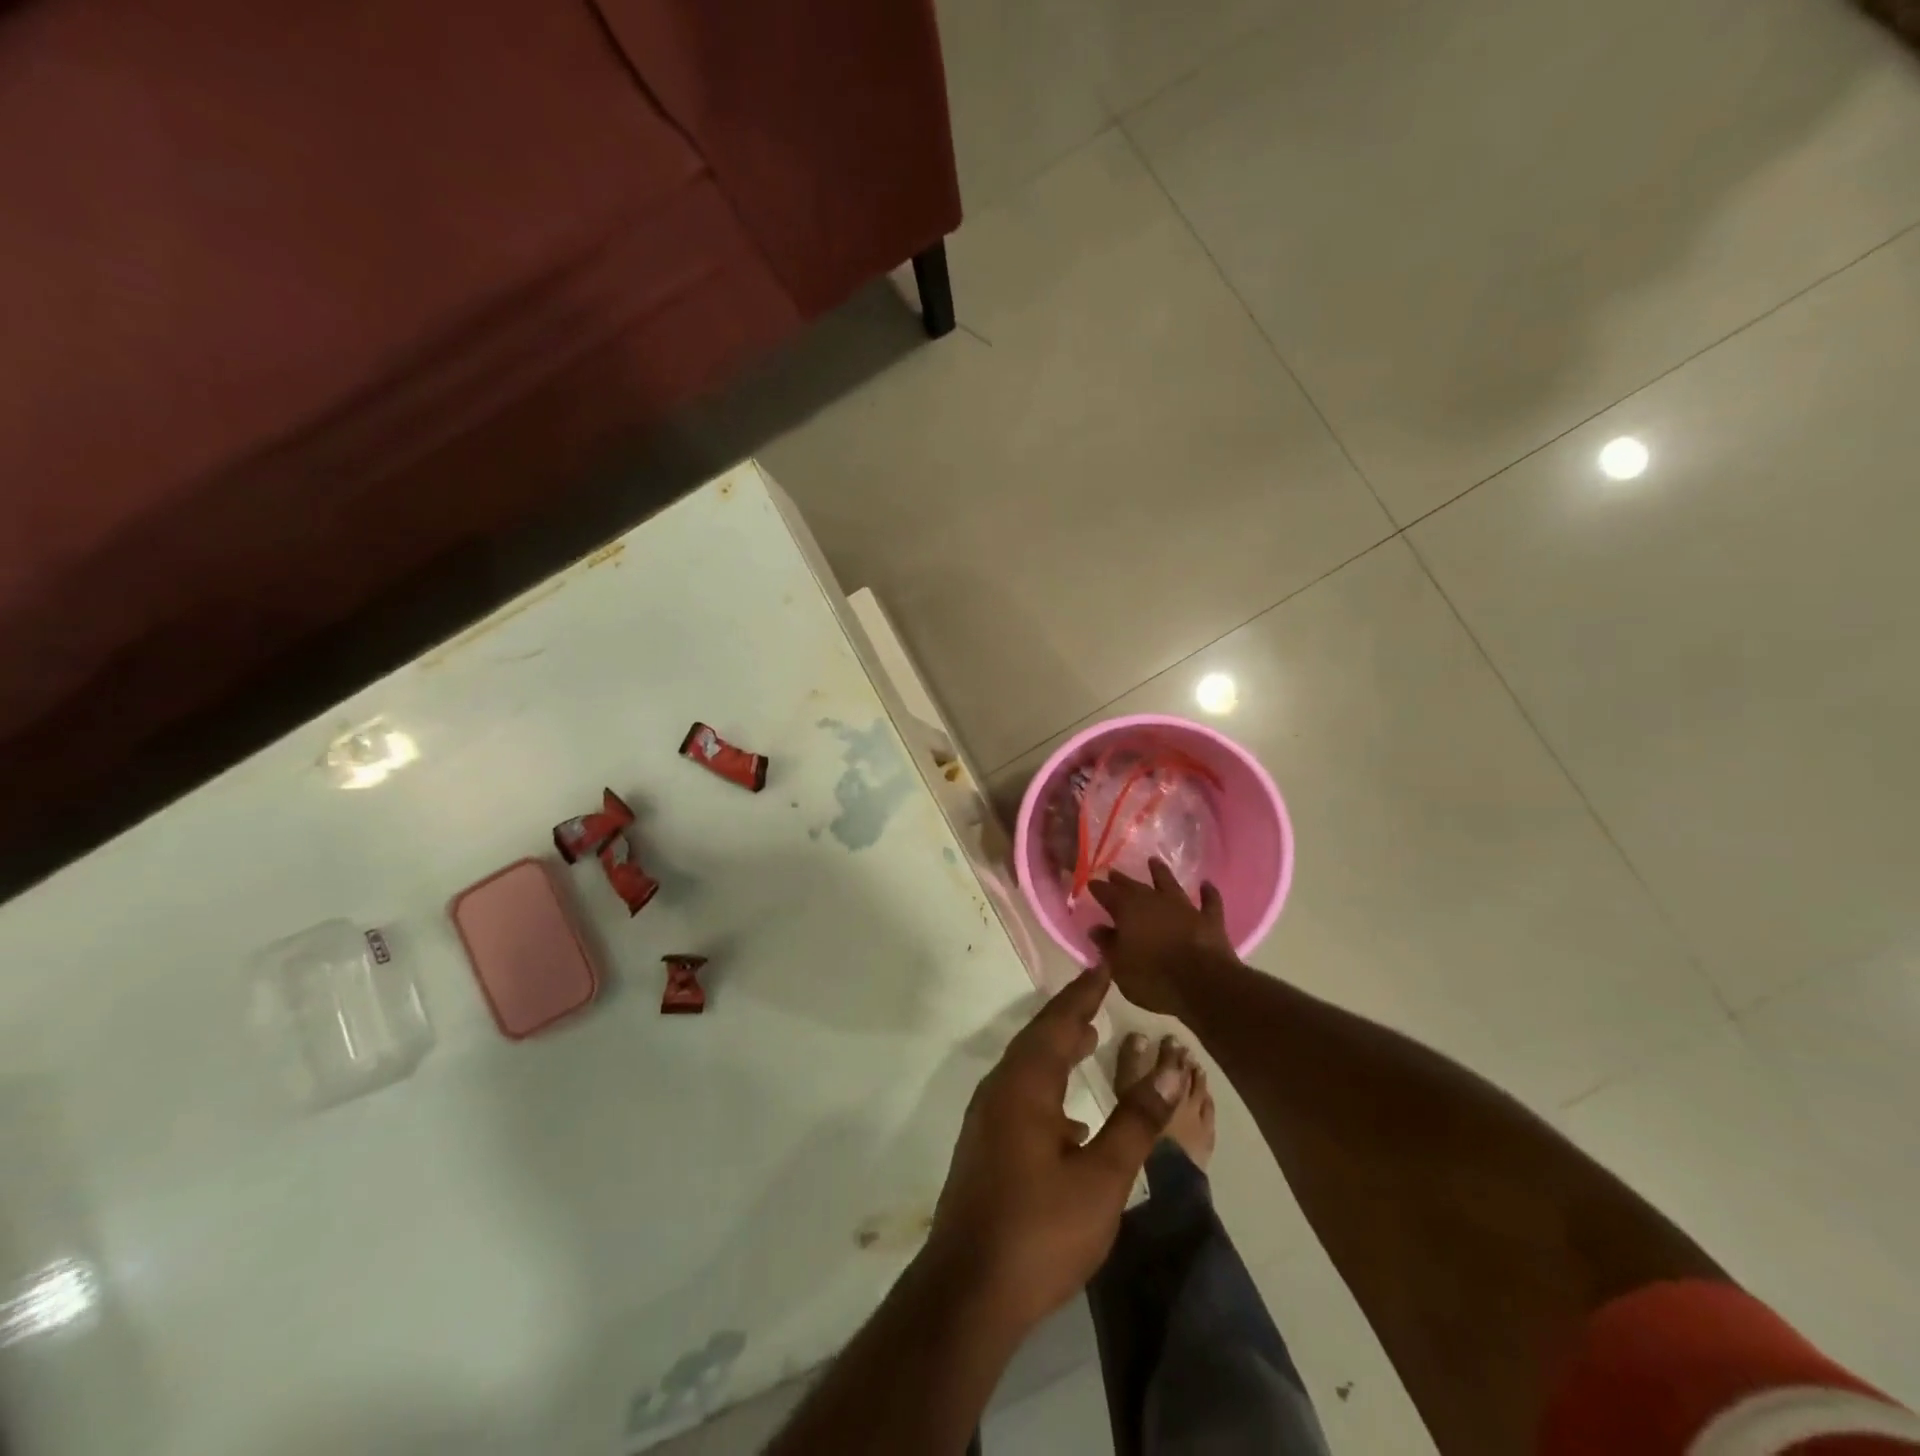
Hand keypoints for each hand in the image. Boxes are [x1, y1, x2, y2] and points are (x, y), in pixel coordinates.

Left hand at [926, 968, 1188, 1332]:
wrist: (967, 1292)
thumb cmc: (1040, 1231)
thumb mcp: (1102, 1178)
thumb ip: (1135, 1121)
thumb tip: (1167, 1070)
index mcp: (1024, 1085)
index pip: (1058, 1023)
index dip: (1082, 993)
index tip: (1102, 966)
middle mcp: (1000, 1090)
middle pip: (1038, 1039)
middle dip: (1069, 1015)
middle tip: (1099, 995)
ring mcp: (987, 1119)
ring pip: (1027, 1068)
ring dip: (1057, 1049)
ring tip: (1088, 1039)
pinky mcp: (985, 1147)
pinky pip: (1020, 1096)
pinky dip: (1048, 1085)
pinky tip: (1070, 1118)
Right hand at [1087, 858, 1237, 1015]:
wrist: (1203, 985)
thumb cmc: (1153, 978)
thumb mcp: (1119, 966)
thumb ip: (1107, 944)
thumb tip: (1096, 928)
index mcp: (1128, 910)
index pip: (1107, 893)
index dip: (1098, 888)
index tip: (1091, 883)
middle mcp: (1154, 901)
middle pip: (1135, 886)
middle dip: (1122, 880)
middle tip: (1114, 873)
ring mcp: (1184, 908)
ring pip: (1170, 884)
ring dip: (1161, 873)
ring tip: (1154, 861)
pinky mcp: (1209, 920)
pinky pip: (1209, 901)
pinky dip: (1208, 892)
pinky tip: (1206, 884)